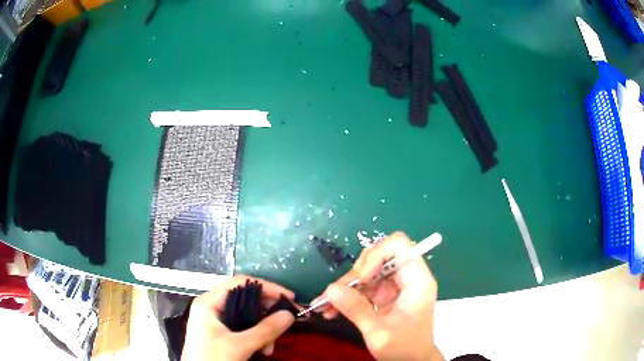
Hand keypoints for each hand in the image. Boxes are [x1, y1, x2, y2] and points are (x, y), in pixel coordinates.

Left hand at [181, 275, 295, 360]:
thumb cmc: (212, 359)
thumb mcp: (239, 346)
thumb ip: (264, 330)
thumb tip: (289, 315)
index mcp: (209, 303)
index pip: (240, 283)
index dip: (265, 287)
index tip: (288, 297)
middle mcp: (212, 308)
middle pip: (245, 300)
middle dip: (266, 314)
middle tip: (284, 322)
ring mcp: (215, 322)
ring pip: (247, 317)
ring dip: (263, 330)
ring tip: (269, 347)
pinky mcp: (221, 334)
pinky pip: (244, 329)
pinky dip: (256, 338)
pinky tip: (263, 350)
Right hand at [317, 232, 443, 360]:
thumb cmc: (405, 349)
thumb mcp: (379, 332)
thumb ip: (356, 309)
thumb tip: (330, 289)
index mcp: (417, 280)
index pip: (399, 246)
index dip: (377, 254)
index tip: (362, 278)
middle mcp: (406, 278)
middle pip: (378, 257)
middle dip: (355, 274)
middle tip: (336, 294)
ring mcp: (394, 287)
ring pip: (366, 273)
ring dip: (345, 287)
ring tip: (326, 305)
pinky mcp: (384, 297)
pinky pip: (362, 289)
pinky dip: (346, 297)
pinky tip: (331, 310)